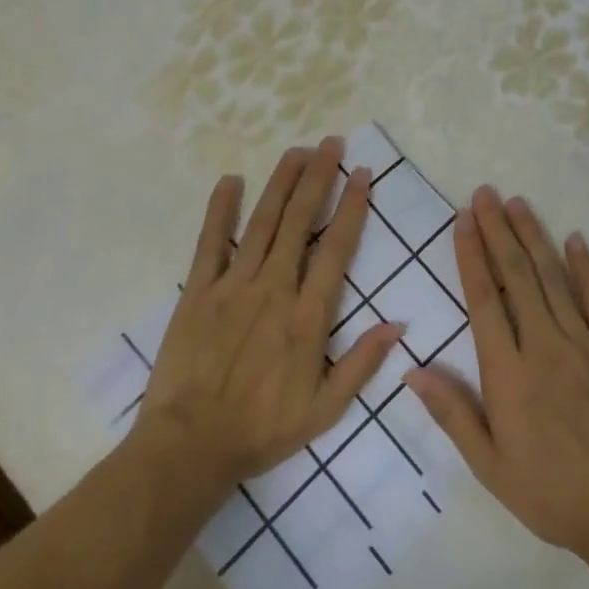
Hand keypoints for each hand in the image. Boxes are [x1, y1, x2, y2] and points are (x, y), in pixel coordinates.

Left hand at [131, 138, 404, 493]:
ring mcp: (233, 285)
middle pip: (299, 221)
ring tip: (296, 150)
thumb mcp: (325, 410)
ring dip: (281, 182)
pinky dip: (220, 210)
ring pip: (262, 222)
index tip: (363, 174)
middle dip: (318, 177)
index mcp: (307, 316)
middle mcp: (274, 288)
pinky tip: (230, 180)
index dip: (352, 207)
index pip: (336, 248)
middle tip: (331, 143)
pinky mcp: (198, 290)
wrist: (190, 446)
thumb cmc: (262, 429)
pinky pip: (210, 242)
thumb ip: (362, 364)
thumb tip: (398, 324)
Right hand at [406, 186, 588, 567]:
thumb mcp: (490, 466)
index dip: (471, 256)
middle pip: (516, 277)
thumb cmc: (552, 494)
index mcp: (509, 373)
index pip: (484, 300)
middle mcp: (545, 347)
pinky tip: (575, 239)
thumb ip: (453, 413)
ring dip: (533, 237)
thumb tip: (412, 369)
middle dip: (498, 231)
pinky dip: (586, 268)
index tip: (462, 221)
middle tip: (485, 194)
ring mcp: (585, 345)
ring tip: (518, 203)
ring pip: (553, 279)